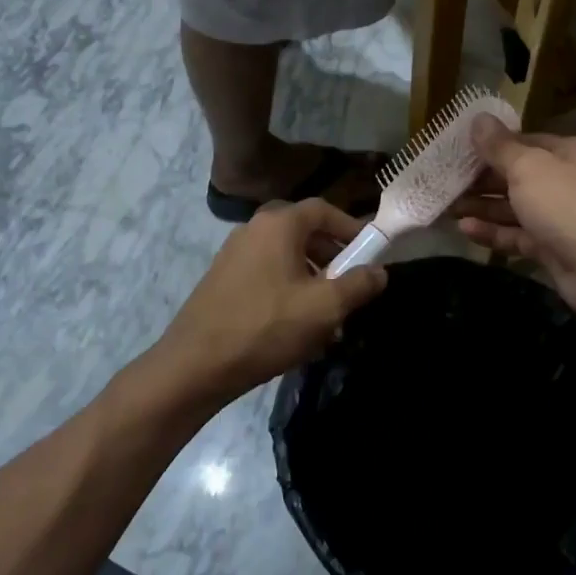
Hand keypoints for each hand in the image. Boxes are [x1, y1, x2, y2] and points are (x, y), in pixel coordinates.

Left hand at [148, 199, 387, 408]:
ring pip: (285, 256)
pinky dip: (288, 289)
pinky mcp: (223, 279)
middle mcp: (254, 229)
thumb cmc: (266, 327)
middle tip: (349, 284)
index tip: (370, 253)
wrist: (195, 365)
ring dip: (311, 277)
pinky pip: (266, 273)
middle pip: (304, 231)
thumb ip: (358, 285)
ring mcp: (234, 253)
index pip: (324, 209)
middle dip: (332, 256)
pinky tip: (295, 325)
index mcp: (278, 224)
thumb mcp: (324, 308)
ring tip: (326, 313)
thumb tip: (380, 271)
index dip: (351, 227)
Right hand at [453, 118, 575, 319]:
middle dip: (483, 180)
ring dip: (483, 206)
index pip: (526, 142)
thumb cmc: (566, 202)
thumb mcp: (528, 166)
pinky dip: (494, 232)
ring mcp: (562, 217)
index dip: (493, 146)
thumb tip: (478, 118)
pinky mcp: (554, 248)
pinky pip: (518, 235)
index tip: (460, 151)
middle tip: (446, 182)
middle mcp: (569, 181)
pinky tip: (465, 229)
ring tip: (447, 208)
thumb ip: (499, 146)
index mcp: (571, 152)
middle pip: (519, 175)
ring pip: (516, 207)